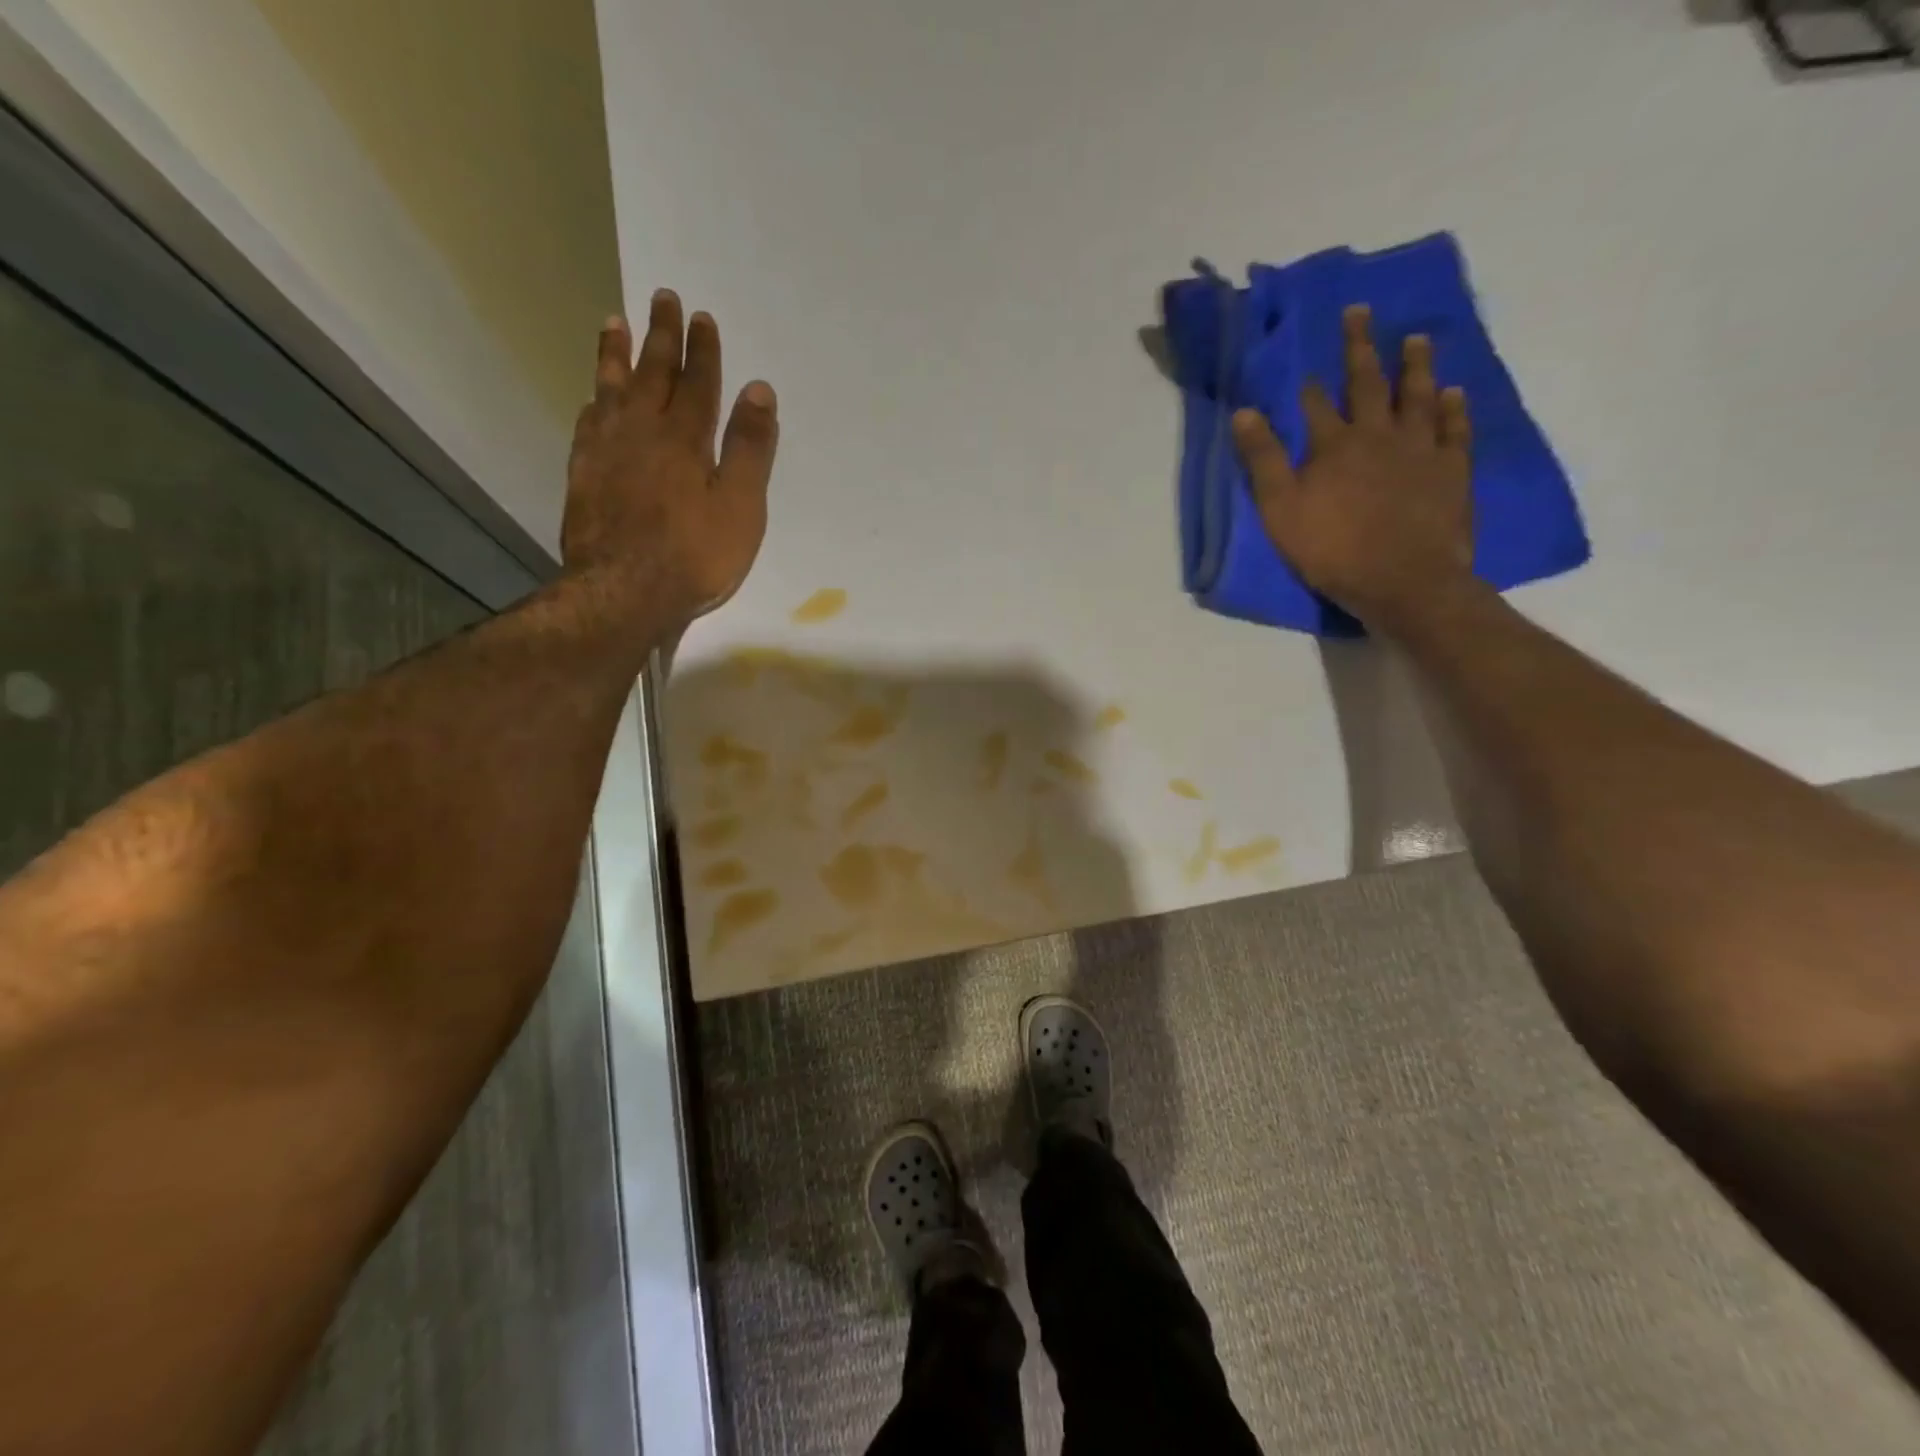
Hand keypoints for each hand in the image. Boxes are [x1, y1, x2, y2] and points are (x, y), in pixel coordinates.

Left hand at [563, 289, 777, 625]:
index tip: (702, 318)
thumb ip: (749, 449)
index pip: (697, 383)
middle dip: (662, 336)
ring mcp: (606, 452)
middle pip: (653, 374)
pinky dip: (594, 402)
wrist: (624, 592)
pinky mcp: (583, 475)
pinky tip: (593, 397)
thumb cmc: (695, 555)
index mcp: (685, 439)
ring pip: (612, 389)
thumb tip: (759, 390)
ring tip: (615, 322)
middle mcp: (642, 432)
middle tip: (662, 297)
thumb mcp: (740, 507)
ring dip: (616, 354)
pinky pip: (588, 424)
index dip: (703, 351)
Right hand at [1232, 305, 1473, 632]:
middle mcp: (1378, 435)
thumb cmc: (1332, 549)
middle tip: (1360, 313)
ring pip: (1417, 396)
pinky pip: (1455, 429)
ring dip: (1415, 365)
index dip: (1308, 388)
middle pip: (1368, 384)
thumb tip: (1244, 412)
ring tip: (1416, 338)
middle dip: (1360, 348)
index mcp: (1334, 446)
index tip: (1304, 367)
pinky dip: (1453, 409)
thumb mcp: (1281, 510)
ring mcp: (1420, 449)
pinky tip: (1453, 393)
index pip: (1316, 407)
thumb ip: (1263, 460)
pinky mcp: (1452, 470)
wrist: (1402, 580)